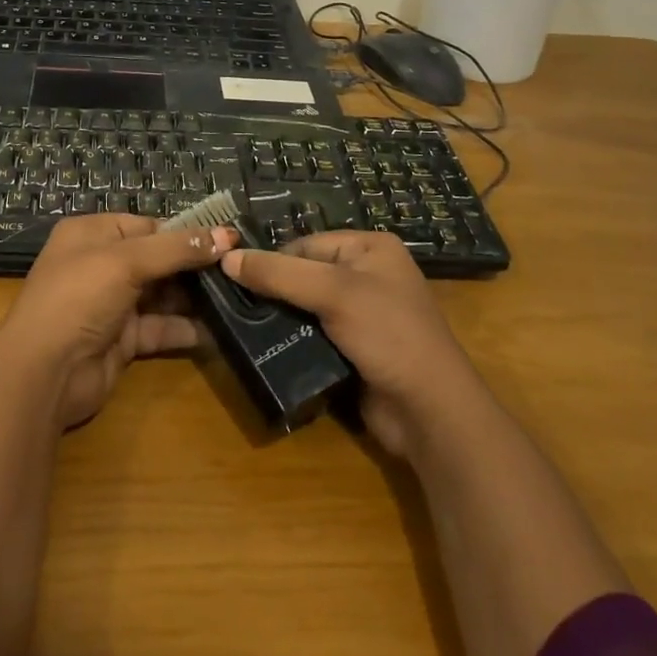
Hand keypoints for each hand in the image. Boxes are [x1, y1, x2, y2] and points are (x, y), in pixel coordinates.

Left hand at [0, 214, 238, 429]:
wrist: (45, 373)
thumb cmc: (79, 298)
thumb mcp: (126, 261)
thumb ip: (177, 248)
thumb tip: (228, 234)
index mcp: (92, 234)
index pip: (147, 226)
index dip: (185, 232)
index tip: (227, 240)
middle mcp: (100, 265)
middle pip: (157, 260)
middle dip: (194, 266)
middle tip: (238, 270)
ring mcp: (111, 305)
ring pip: (161, 295)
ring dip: (194, 298)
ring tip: (236, 297)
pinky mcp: (122, 341)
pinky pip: (159, 328)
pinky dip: (185, 329)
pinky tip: (217, 330)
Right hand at [222, 232, 478, 458]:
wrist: (430, 411)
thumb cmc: (388, 334)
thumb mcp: (333, 293)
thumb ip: (279, 274)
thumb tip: (226, 258)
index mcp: (370, 248)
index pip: (306, 244)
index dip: (272, 260)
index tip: (235, 279)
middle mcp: (368, 275)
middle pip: (304, 274)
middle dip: (273, 291)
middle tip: (233, 306)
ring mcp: (363, 315)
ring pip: (305, 308)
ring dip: (280, 319)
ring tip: (240, 327)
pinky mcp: (354, 350)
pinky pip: (314, 335)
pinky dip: (292, 341)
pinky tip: (265, 348)